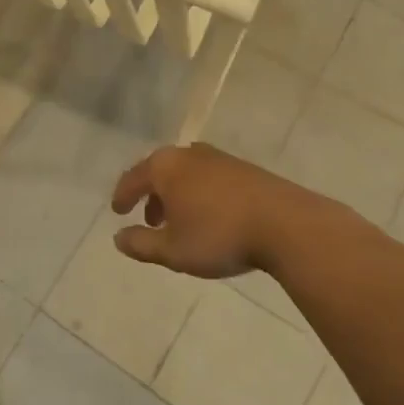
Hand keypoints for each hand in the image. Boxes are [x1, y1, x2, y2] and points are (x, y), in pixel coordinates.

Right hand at [111, 143, 337, 278]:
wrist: (286, 224)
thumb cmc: (219, 235)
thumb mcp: (173, 250)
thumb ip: (141, 244)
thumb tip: (118, 238)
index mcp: (165, 167)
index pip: (133, 178)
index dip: (123, 196)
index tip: (117, 212)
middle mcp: (188, 154)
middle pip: (159, 171)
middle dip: (151, 195)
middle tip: (148, 219)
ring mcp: (218, 158)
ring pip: (185, 173)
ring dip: (176, 195)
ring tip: (179, 222)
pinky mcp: (244, 168)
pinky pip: (208, 177)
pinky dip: (199, 194)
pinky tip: (209, 216)